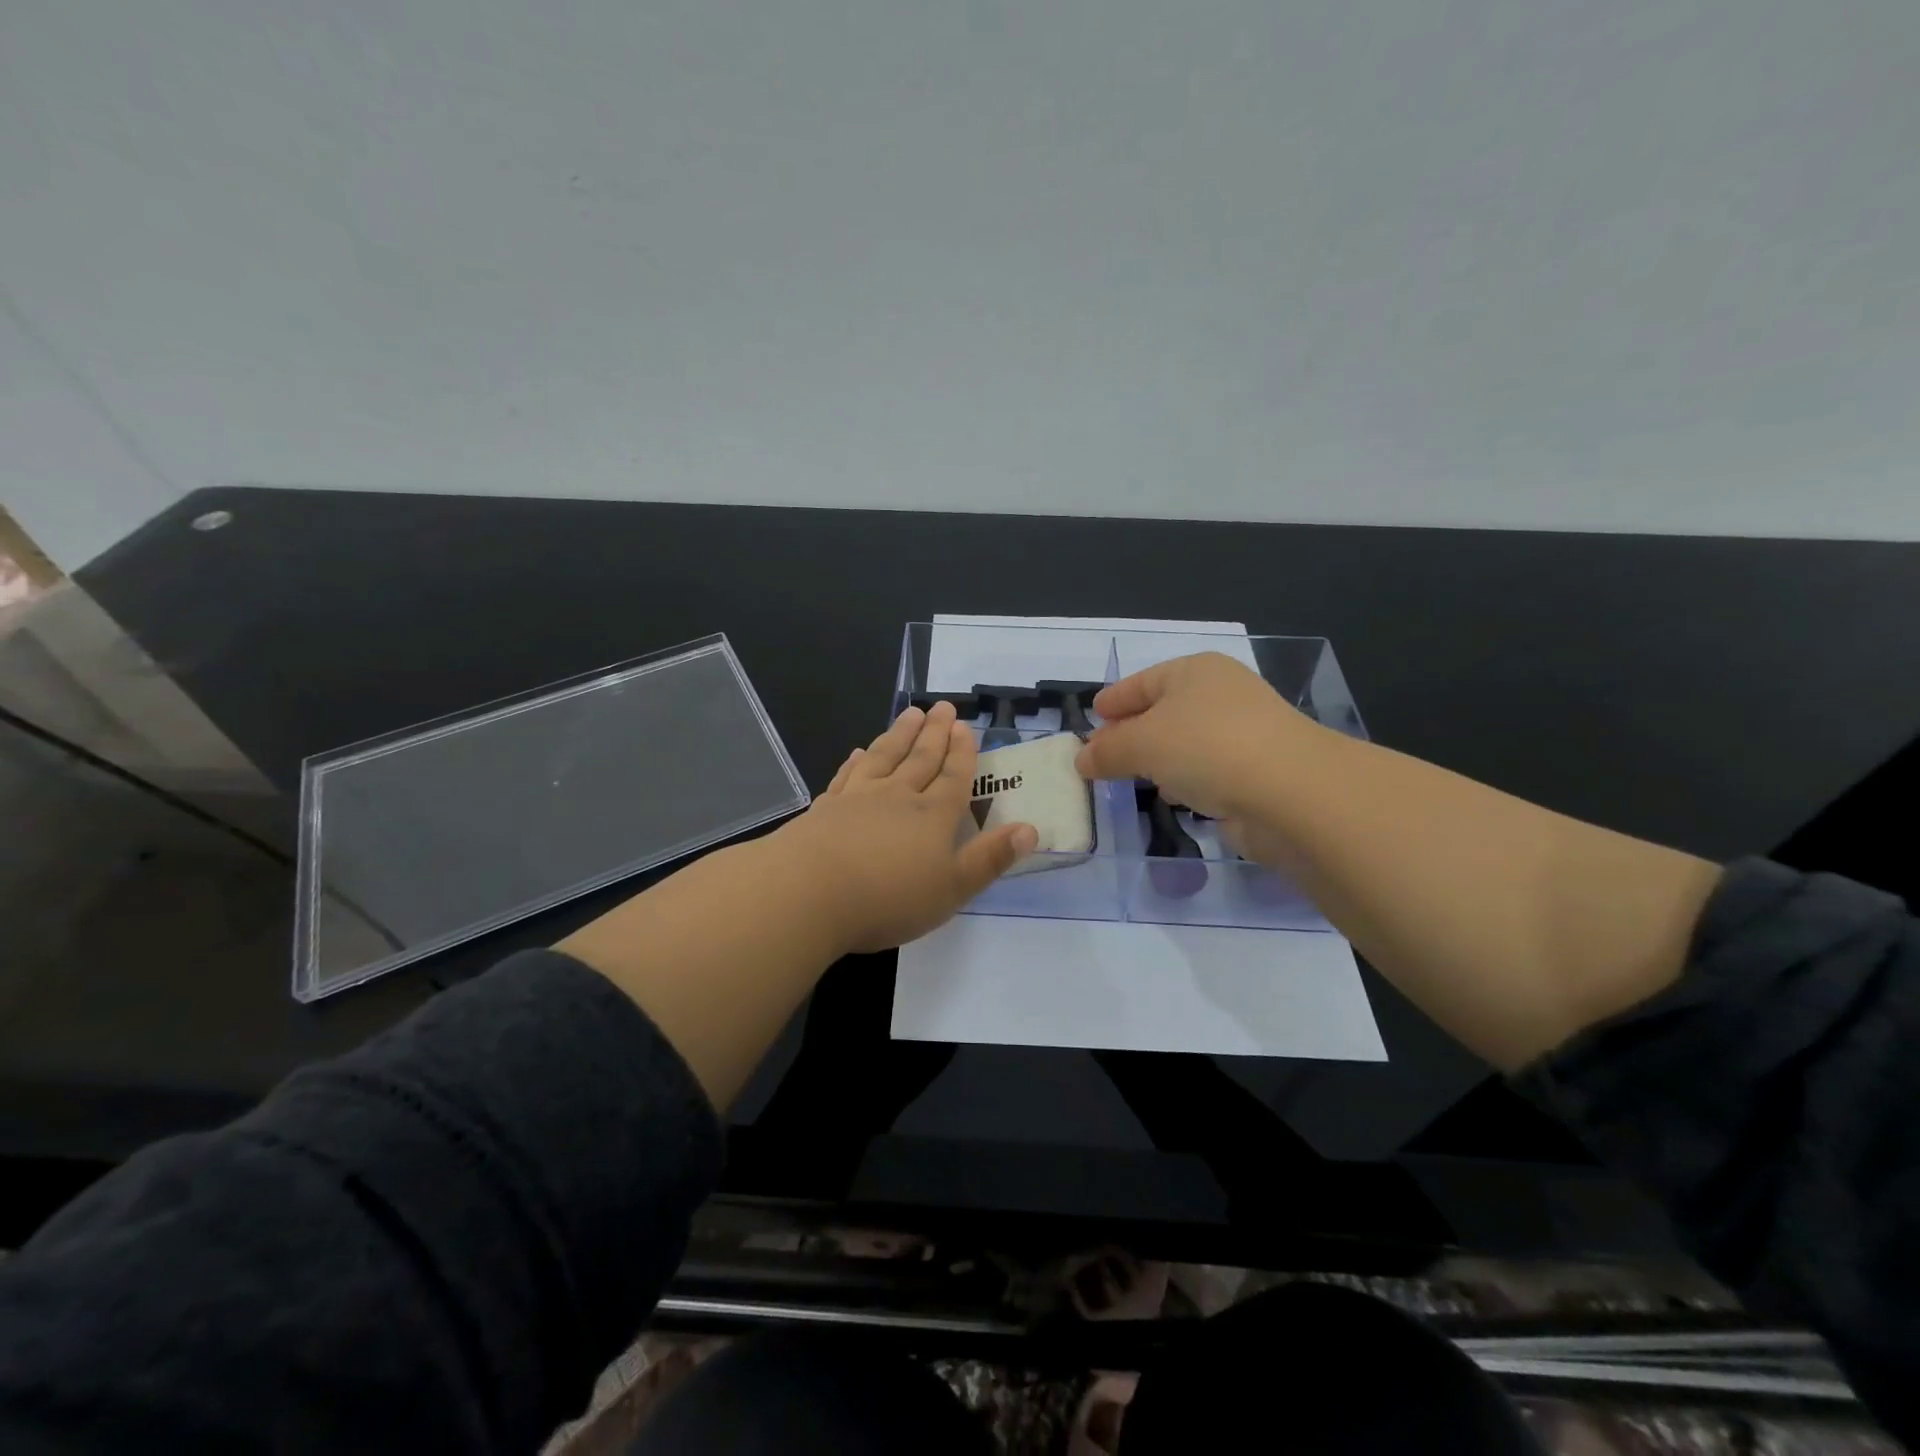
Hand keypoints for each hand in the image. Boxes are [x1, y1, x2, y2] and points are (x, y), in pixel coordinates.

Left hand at [772, 701, 1037, 952]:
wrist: (809, 891)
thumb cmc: (889, 897)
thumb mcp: (952, 888)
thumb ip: (990, 859)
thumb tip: (1030, 829)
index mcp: (932, 816)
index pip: (953, 777)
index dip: (962, 753)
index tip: (965, 727)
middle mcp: (898, 797)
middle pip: (921, 758)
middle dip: (935, 733)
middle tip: (943, 707)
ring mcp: (858, 798)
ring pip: (885, 757)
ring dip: (900, 734)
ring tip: (910, 713)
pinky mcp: (826, 808)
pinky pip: (848, 775)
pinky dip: (857, 761)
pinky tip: (859, 751)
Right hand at [1073, 653, 1311, 839]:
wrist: (1290, 793)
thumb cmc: (1206, 748)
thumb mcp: (1141, 743)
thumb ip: (1107, 751)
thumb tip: (1082, 760)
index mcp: (1195, 672)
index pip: (1143, 682)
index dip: (1115, 699)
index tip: (1093, 715)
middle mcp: (1220, 696)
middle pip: (1163, 711)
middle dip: (1131, 732)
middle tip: (1101, 753)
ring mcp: (1242, 735)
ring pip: (1185, 743)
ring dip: (1158, 758)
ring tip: (1128, 777)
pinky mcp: (1255, 773)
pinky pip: (1206, 771)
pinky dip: (1185, 780)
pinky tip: (1170, 795)